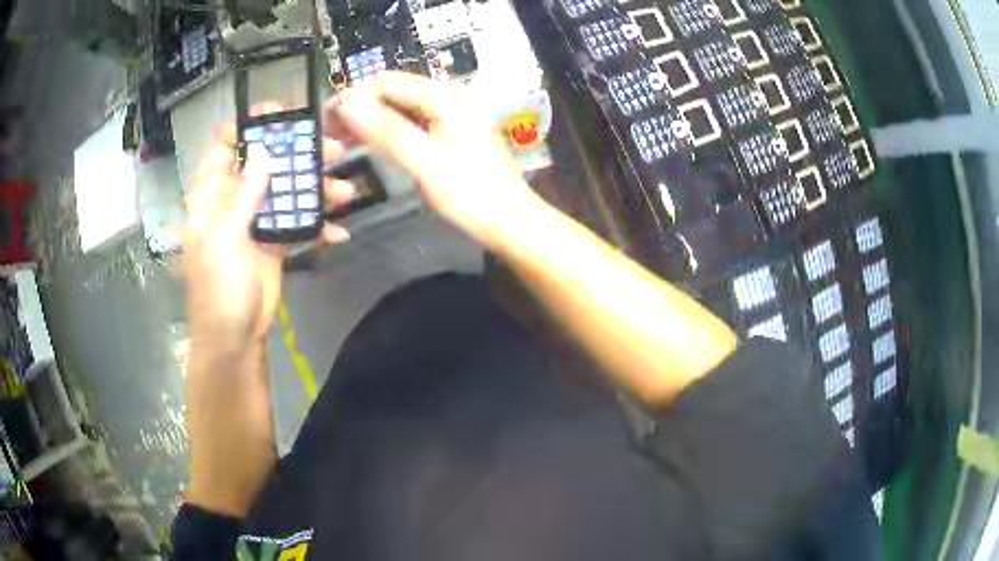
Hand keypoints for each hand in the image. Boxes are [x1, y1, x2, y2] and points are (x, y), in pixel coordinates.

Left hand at [183, 110, 352, 350]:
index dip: (249, 126)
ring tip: (345, 194)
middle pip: (268, 161)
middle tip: (333, 150)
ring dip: (318, 189)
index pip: (226, 144)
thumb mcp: (225, 237)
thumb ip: (244, 194)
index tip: (280, 116)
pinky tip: (339, 232)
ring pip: (289, 190)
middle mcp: (236, 198)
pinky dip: (319, 227)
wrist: (233, 335)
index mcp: (214, 193)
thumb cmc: (218, 286)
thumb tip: (265, 152)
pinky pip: (300, 223)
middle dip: (300, 153)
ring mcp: (257, 219)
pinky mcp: (276, 240)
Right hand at [327, 72, 543, 247]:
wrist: (510, 223)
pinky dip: (388, 131)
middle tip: (330, 133)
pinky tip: (370, 144)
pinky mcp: (450, 134)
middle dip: (361, 108)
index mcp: (446, 97)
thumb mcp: (424, 161)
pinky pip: (411, 123)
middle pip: (394, 92)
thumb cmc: (471, 194)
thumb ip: (384, 129)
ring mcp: (451, 116)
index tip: (325, 118)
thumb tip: (345, 102)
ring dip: (371, 120)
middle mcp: (449, 98)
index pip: (388, 82)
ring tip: (341, 140)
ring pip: (401, 108)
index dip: (354, 96)